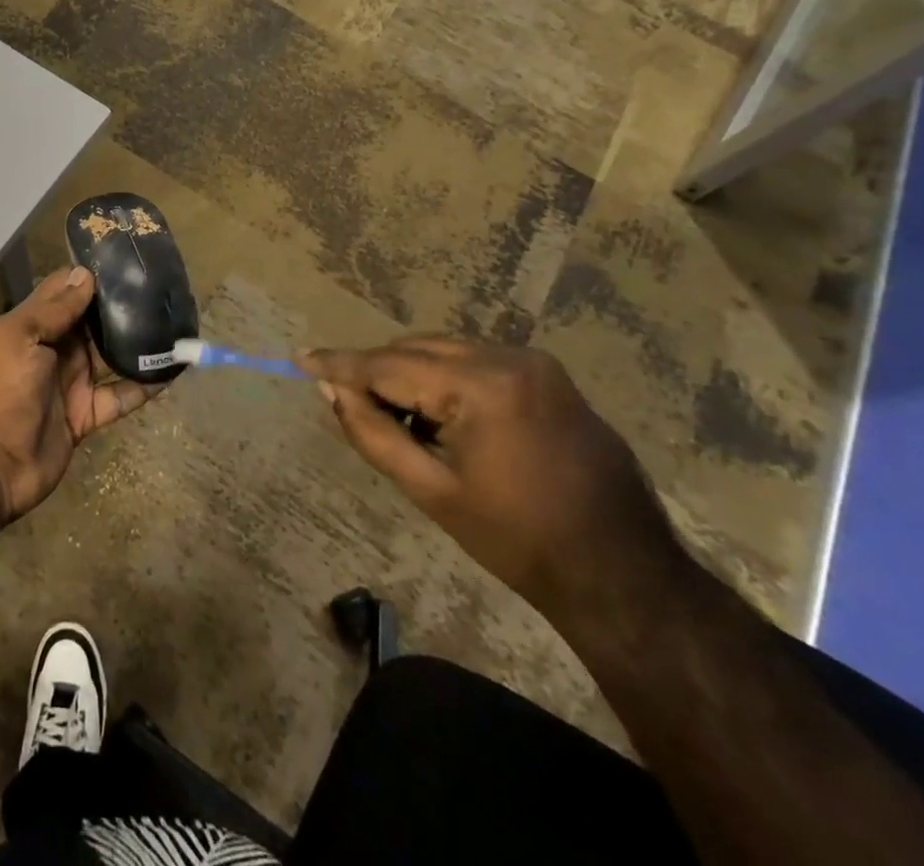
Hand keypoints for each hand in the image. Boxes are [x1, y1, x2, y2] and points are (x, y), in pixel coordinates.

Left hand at [0, 266, 152, 521]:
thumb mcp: (18, 338)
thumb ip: (52, 308)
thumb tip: (85, 274)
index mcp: (29, 325)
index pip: (62, 291)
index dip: (89, 276)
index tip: (125, 261)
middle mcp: (51, 349)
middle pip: (91, 321)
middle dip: (121, 306)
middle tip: (160, 288)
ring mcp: (70, 383)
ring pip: (110, 355)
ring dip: (137, 343)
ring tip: (173, 322)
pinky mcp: (86, 415)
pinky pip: (120, 396)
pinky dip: (144, 385)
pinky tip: (172, 370)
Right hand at [299, 336, 687, 625]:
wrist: (623, 574)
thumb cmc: (519, 541)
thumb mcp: (432, 491)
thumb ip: (373, 433)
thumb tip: (331, 390)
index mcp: (482, 386)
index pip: (391, 365)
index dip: (341, 364)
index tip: (300, 358)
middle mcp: (509, 357)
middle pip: (416, 348)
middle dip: (377, 371)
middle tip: (344, 399)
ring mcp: (534, 362)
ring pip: (444, 350)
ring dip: (410, 373)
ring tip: (393, 416)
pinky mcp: (548, 375)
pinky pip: (475, 361)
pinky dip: (444, 377)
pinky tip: (438, 415)